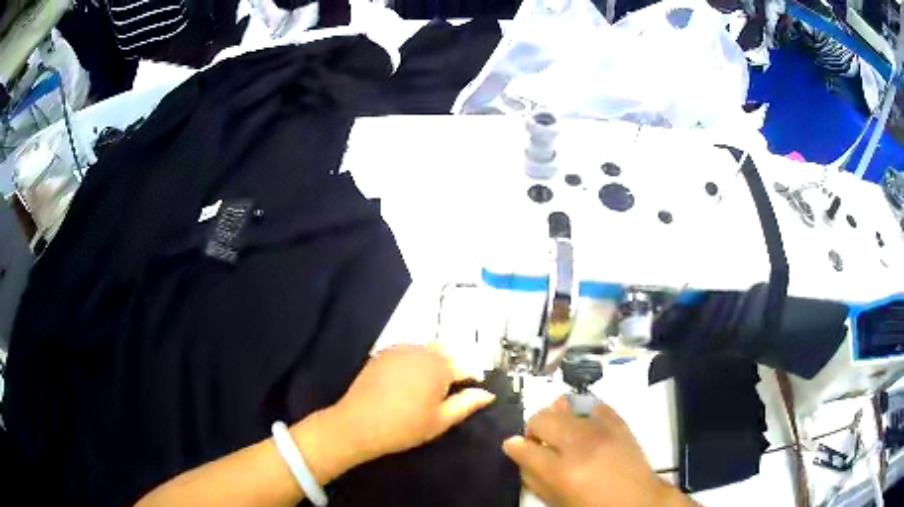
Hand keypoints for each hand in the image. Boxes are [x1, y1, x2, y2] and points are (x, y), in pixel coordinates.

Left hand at [329, 343, 495, 464]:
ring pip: (427, 350)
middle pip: (447, 352)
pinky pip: (408, 351)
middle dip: (454, 366)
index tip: (472, 390)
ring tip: (430, 386)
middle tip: (451, 390)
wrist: (357, 424)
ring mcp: (399, 349)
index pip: (466, 364)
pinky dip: (416, 361)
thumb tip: (487, 394)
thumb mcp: (440, 420)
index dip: (473, 377)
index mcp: (439, 366)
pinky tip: (409, 380)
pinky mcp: (383, 354)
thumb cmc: (404, 427)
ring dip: (435, 362)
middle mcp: (421, 351)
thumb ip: (466, 404)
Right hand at [503, 397, 694, 506]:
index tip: (514, 447)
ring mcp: (601, 429)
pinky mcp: (619, 422)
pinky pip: (594, 406)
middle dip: (533, 429)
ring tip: (562, 434)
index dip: (514, 446)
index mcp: (560, 470)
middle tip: (539, 443)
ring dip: (557, 420)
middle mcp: (578, 444)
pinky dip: (585, 414)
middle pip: (542, 419)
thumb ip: (532, 478)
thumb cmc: (592, 505)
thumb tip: (518, 454)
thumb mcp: (556, 500)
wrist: (638, 501)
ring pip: (565, 407)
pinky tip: (586, 427)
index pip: (523, 447)